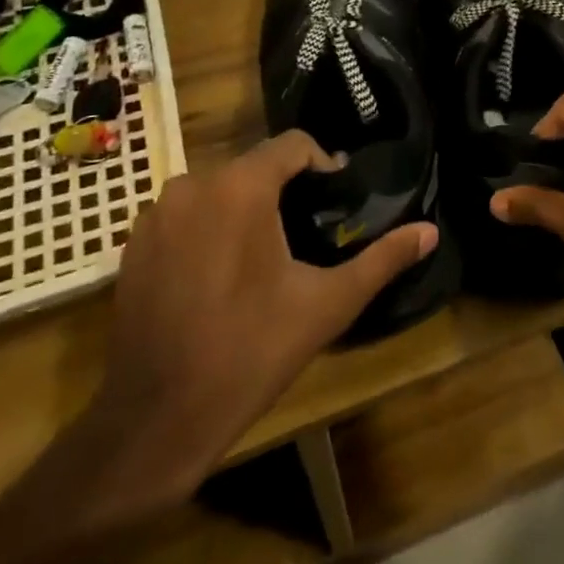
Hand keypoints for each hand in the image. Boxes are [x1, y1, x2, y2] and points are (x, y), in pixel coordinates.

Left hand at [86, 130, 437, 504]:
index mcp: (240, 187)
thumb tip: (430, 231)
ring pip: (217, 189)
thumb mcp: (327, 305)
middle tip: (308, 231)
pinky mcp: (133, 244)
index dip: (323, 163)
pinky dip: (208, 228)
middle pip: (253, 166)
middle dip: (284, 189)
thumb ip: (382, 260)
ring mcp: (156, 214)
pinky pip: (185, 215)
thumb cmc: (250, 352)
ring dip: (245, 208)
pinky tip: (220, 274)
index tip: (338, 197)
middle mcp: (192, 184)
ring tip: (267, 253)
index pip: (292, 144)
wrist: (156, 420)